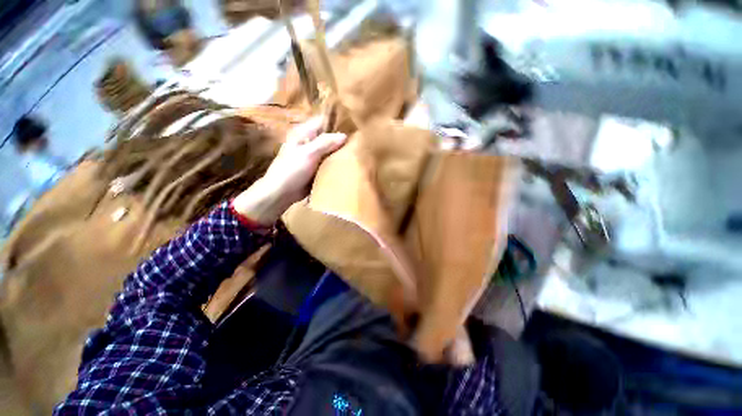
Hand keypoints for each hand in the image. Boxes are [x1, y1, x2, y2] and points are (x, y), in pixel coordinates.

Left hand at [232, 117, 346, 224]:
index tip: (353, 126)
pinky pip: (330, 162)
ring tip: (357, 152)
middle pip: (329, 136)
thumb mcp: (308, 153)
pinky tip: (349, 163)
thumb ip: (325, 143)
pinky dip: (337, 162)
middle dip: (342, 139)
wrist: (282, 192)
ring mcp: (314, 155)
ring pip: (331, 150)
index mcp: (304, 133)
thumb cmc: (292, 170)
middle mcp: (310, 142)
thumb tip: (344, 135)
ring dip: (341, 152)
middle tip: (359, 141)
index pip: (323, 121)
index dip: (337, 122)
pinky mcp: (317, 167)